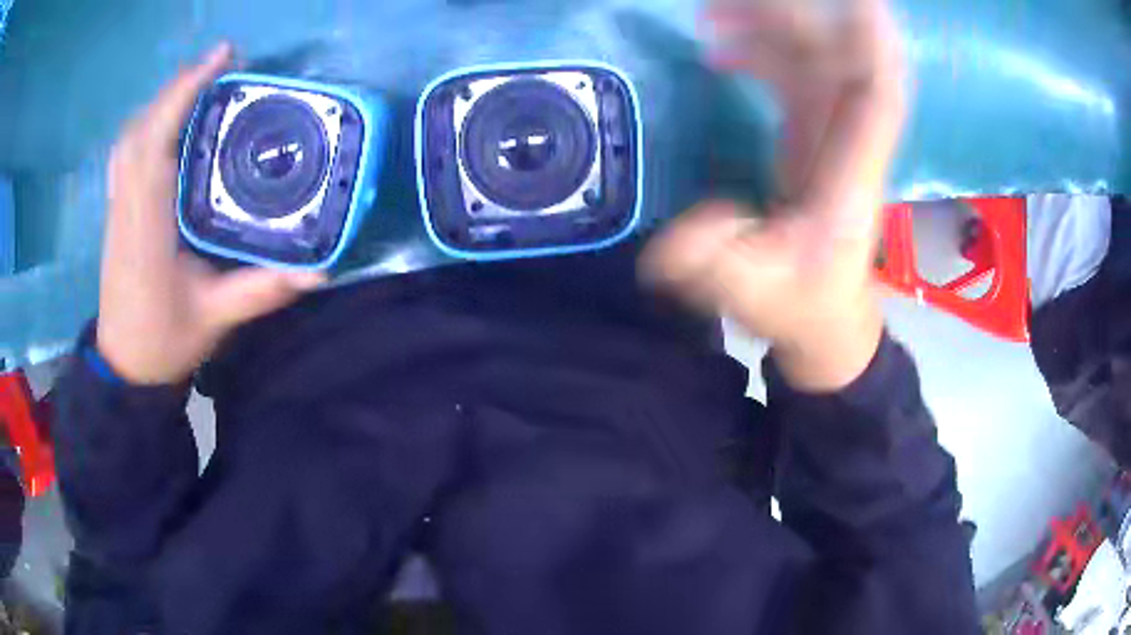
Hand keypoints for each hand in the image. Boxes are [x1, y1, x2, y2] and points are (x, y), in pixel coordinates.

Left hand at [97, 43, 324, 385]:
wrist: (124, 367)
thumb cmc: (162, 342)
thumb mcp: (215, 318)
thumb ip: (262, 289)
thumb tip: (319, 270)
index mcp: (147, 225)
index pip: (156, 143)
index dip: (184, 93)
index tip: (222, 57)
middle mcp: (128, 205)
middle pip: (142, 127)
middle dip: (179, 87)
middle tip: (221, 64)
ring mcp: (118, 205)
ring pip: (131, 135)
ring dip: (163, 101)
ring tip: (199, 84)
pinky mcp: (118, 209)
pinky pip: (127, 151)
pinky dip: (148, 123)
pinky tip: (168, 122)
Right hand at [643, 0, 905, 391]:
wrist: (826, 318)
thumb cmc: (803, 307)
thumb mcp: (755, 298)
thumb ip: (720, 265)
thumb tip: (692, 224)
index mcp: (850, 175)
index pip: (877, 97)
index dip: (874, 47)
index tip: (861, 0)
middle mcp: (848, 140)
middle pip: (839, 58)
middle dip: (795, 16)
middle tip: (723, 4)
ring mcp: (830, 130)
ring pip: (813, 56)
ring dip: (769, 24)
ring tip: (710, 11)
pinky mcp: (810, 130)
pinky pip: (791, 71)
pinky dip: (759, 48)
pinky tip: (719, 46)